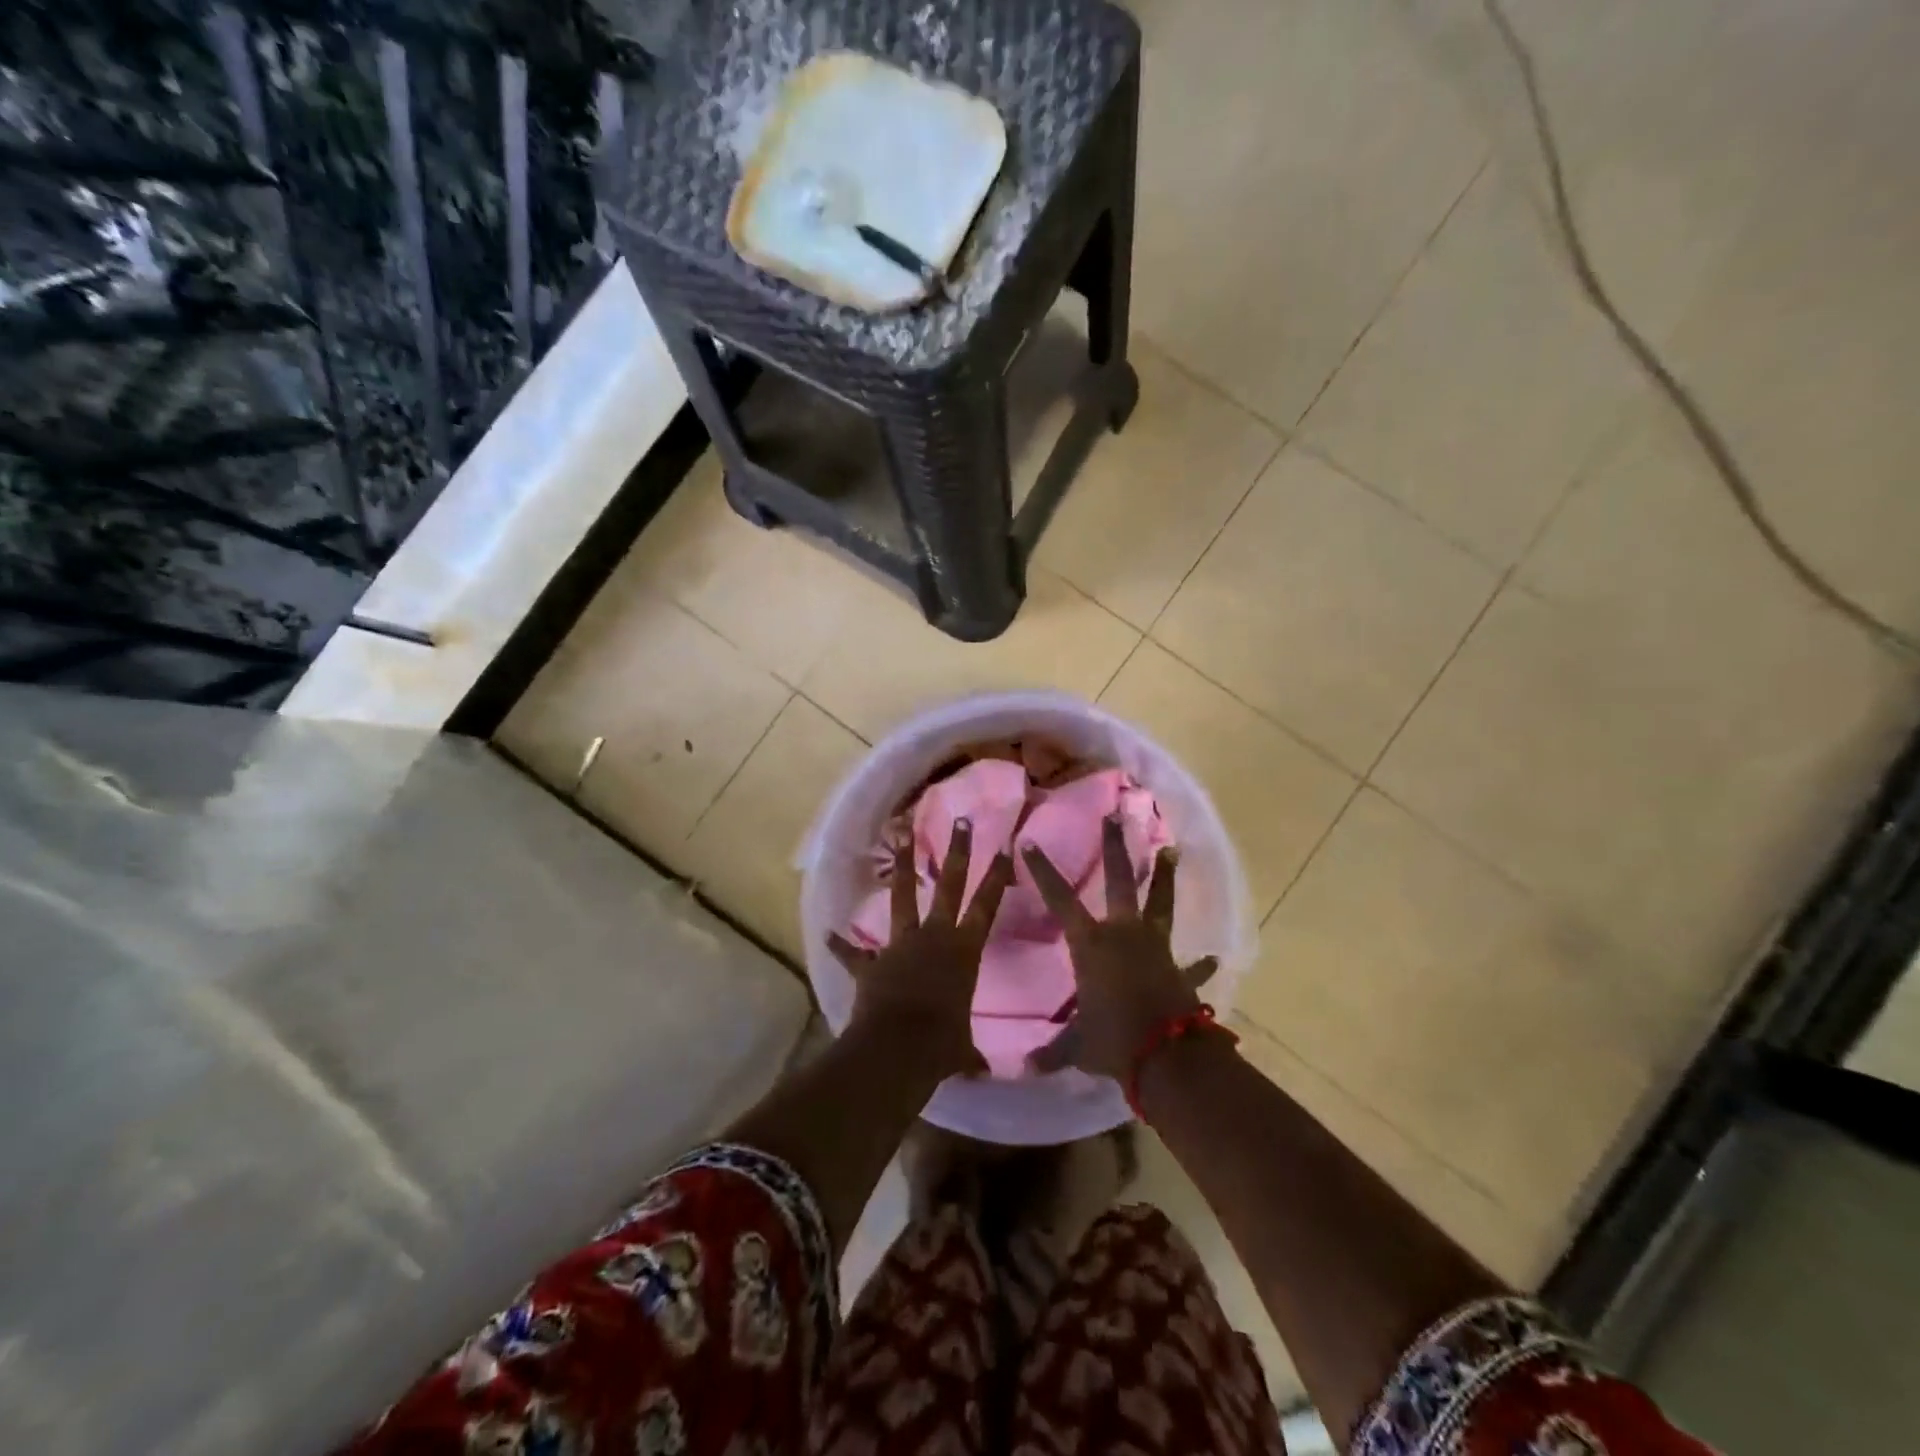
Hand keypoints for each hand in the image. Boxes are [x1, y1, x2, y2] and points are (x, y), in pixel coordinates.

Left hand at [827, 821, 1014, 1079]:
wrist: (897, 1049)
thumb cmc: (941, 1045)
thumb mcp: (961, 1049)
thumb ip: (968, 1052)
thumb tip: (982, 1073)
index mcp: (963, 951)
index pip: (986, 906)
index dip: (997, 877)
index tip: (1005, 847)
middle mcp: (934, 937)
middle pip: (950, 886)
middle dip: (958, 852)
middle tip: (962, 821)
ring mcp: (900, 944)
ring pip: (904, 895)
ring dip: (904, 865)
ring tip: (900, 832)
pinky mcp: (872, 962)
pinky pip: (854, 952)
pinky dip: (843, 945)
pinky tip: (829, 932)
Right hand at [1024, 816, 1217, 1080]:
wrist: (1168, 1059)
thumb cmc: (1113, 1042)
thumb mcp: (1077, 1048)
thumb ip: (1053, 1052)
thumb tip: (1024, 1069)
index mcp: (1092, 945)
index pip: (1060, 900)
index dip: (1043, 871)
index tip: (1030, 842)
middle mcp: (1124, 934)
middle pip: (1119, 880)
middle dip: (1114, 847)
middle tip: (1115, 817)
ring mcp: (1157, 947)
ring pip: (1161, 903)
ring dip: (1165, 876)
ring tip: (1171, 849)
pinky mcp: (1181, 969)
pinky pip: (1193, 965)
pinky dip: (1201, 964)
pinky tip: (1213, 958)